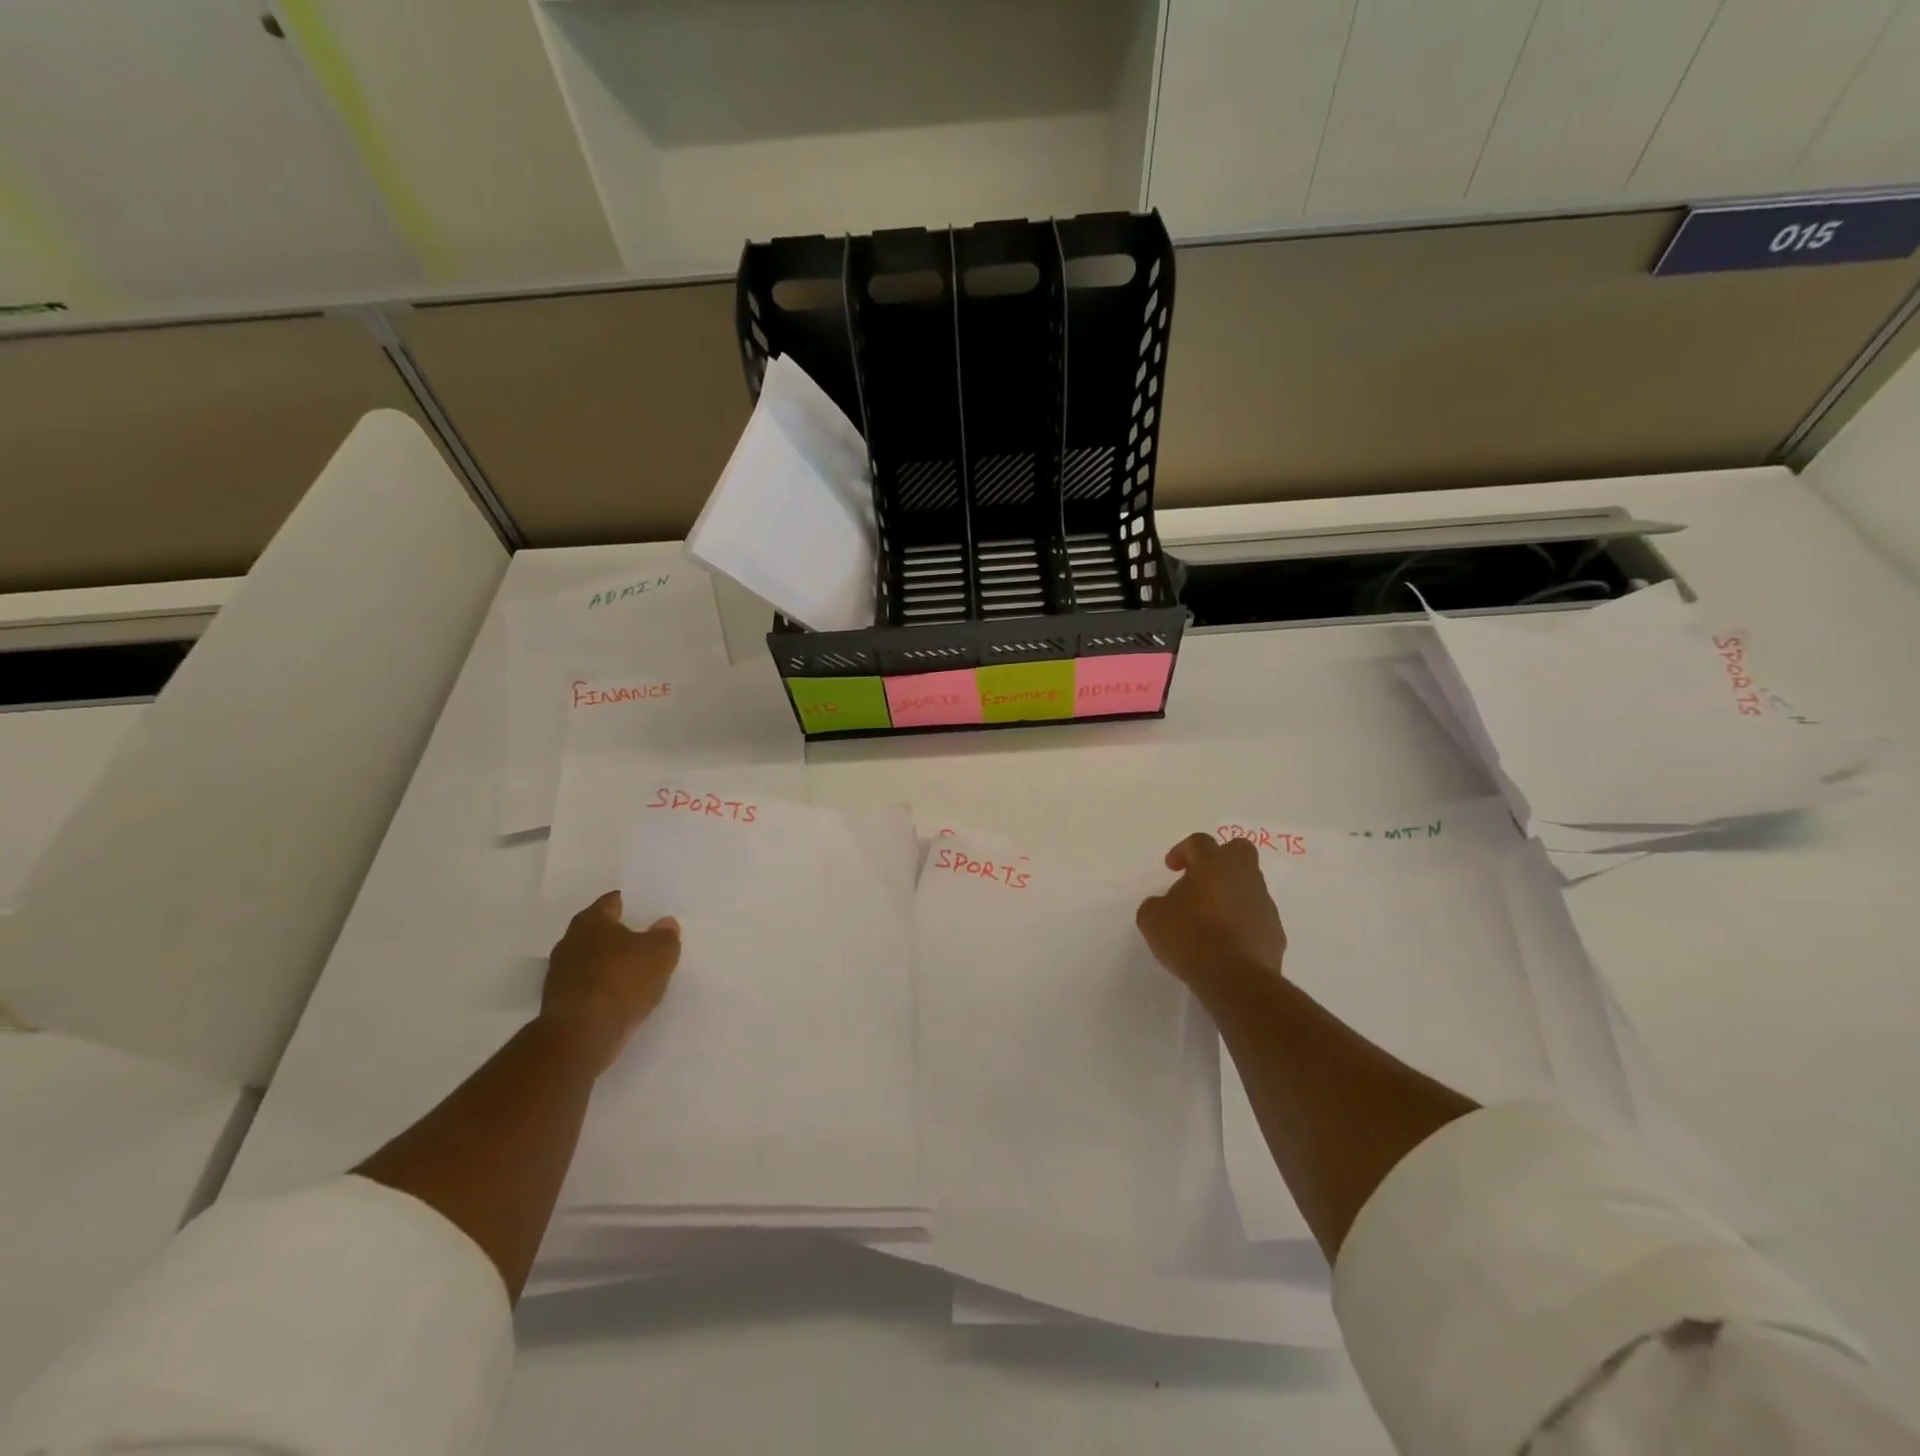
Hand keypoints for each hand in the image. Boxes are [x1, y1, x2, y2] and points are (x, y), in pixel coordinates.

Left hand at [541, 891, 682, 1073]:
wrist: (581, 1035)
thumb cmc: (622, 980)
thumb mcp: (660, 952)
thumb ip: (665, 935)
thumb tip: (664, 923)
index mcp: (591, 921)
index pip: (612, 902)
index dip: (630, 904)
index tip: (646, 911)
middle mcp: (570, 942)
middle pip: (599, 932)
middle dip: (619, 936)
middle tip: (645, 941)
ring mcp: (559, 974)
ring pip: (591, 961)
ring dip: (609, 965)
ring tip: (636, 973)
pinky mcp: (559, 1004)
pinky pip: (588, 988)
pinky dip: (602, 990)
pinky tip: (621, 999)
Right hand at [1136, 834, 1287, 997]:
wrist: (1234, 977)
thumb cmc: (1189, 937)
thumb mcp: (1152, 918)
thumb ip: (1156, 904)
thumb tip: (1165, 905)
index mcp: (1212, 865)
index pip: (1199, 842)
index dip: (1183, 851)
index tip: (1172, 868)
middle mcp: (1243, 876)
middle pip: (1239, 850)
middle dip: (1221, 859)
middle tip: (1201, 880)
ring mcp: (1263, 903)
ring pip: (1250, 885)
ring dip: (1231, 894)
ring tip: (1210, 919)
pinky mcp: (1275, 931)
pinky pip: (1257, 916)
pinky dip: (1243, 922)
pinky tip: (1226, 942)